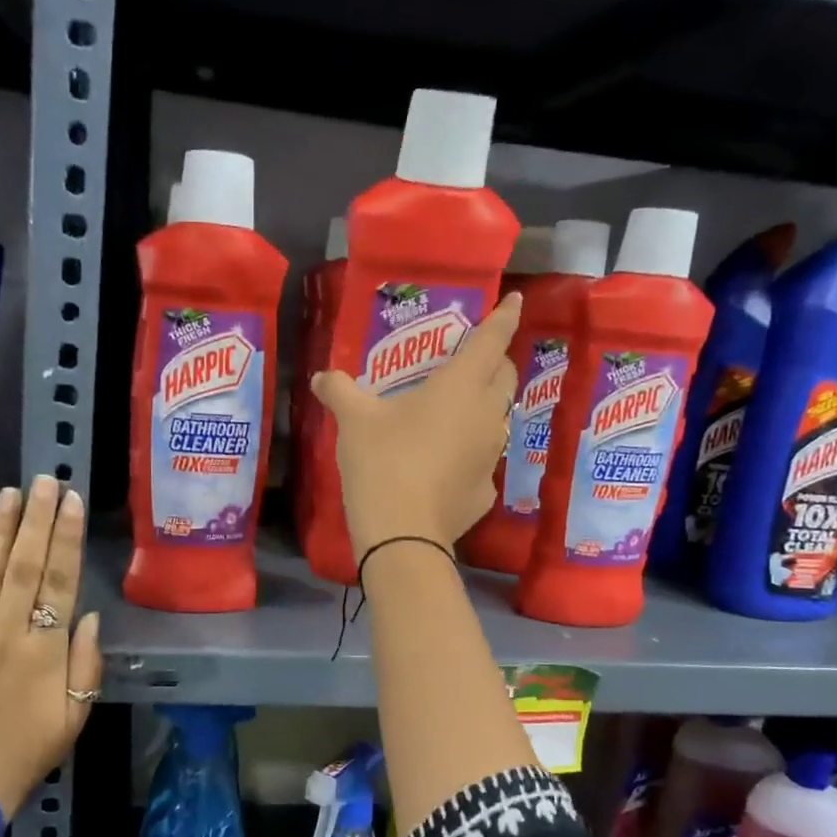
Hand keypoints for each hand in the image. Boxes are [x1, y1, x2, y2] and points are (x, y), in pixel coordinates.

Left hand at [0, 475, 102, 820]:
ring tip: (12, 495)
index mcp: (45, 652)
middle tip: (44, 481)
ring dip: (1, 531)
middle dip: (37, 520)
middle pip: (25, 567)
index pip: (60, 582)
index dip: (67, 538)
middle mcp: (7, 635)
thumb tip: (88, 616)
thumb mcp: (75, 717)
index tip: (72, 503)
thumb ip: (86, 665)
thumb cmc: (26, 752)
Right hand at [312, 292, 521, 561]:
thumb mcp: (354, 421)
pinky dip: (469, 453)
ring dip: (484, 408)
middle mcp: (486, 415)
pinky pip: (482, 461)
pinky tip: (445, 465)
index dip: (504, 317)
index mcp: (461, 386)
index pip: (492, 340)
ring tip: (457, 411)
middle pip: (504, 377)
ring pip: (497, 419)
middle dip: (496, 362)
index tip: (516, 301)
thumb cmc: (383, 462)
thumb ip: (340, 391)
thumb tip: (321, 376)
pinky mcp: (485, 491)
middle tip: (474, 359)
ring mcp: (490, 456)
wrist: (403, 535)